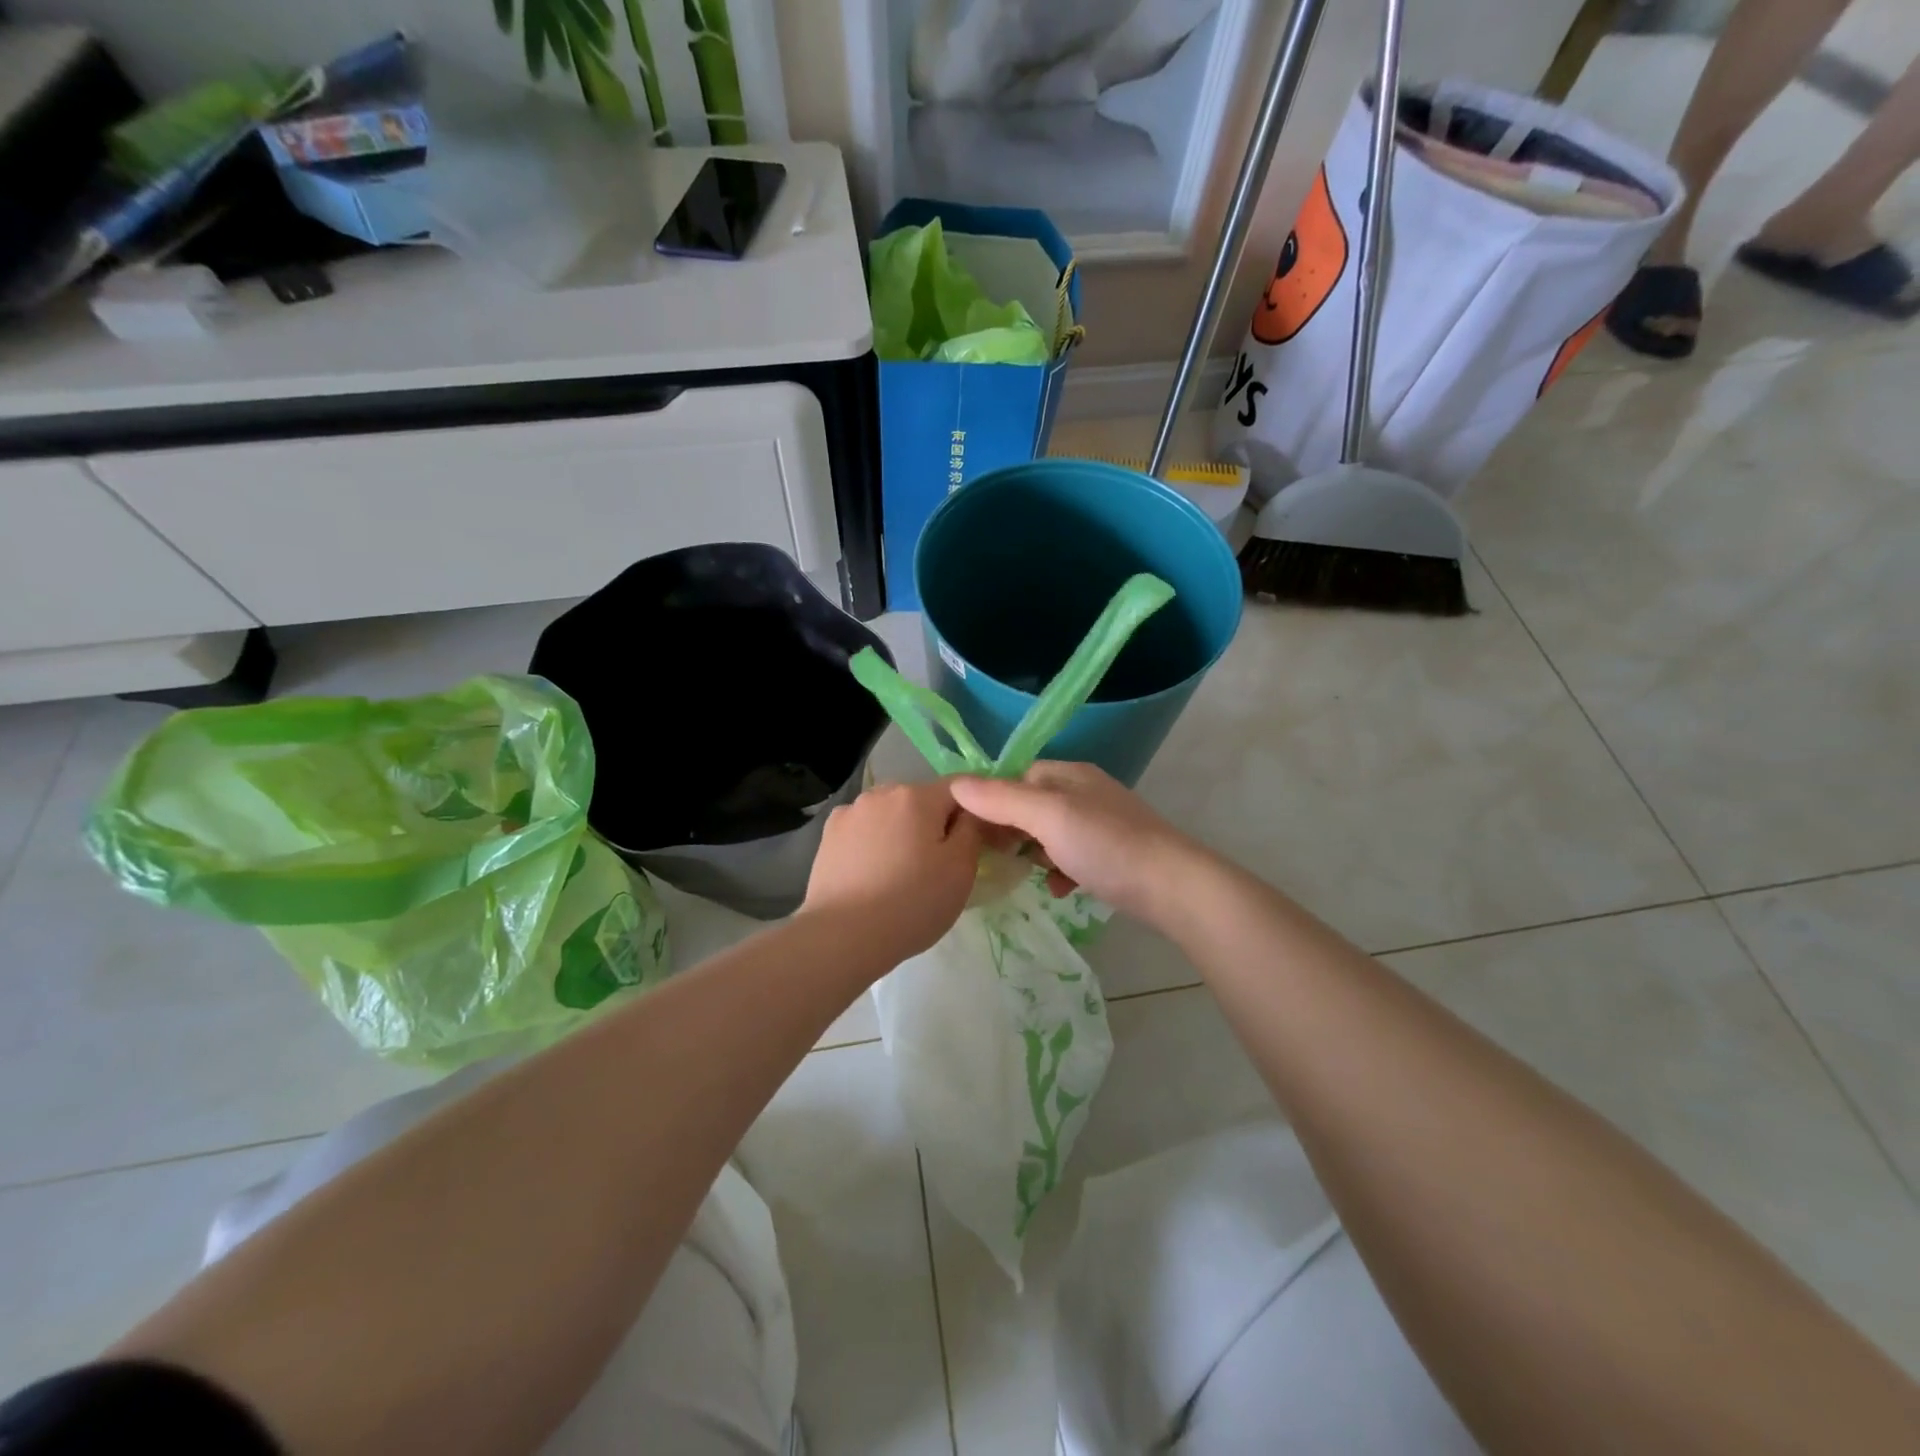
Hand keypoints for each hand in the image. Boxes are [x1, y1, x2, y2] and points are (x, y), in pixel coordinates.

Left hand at [801, 780, 983, 965]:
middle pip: (921, 801)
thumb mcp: (961, 869)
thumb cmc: (912, 902)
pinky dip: (873, 843)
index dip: (975, 811)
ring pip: (890, 815)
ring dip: (902, 832)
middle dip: (934, 823)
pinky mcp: (828, 835)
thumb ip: (973, 829)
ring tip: (901, 872)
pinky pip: (863, 831)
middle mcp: (881, 792)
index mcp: (917, 795)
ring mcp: (850, 812)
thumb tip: (972, 811)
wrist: (843, 936)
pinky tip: (872, 874)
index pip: (959, 788)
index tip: (981, 841)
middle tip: (939, 865)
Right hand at [949, 762, 1202, 923]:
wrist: (1173, 887)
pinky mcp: (1114, 854)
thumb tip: (954, 783)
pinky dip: (1062, 870)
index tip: (974, 831)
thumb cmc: (1106, 845)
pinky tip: (1061, 889)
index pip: (1017, 776)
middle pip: (1032, 804)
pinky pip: (1074, 856)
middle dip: (1012, 830)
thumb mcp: (1048, 817)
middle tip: (996, 857)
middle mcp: (1086, 792)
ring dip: (1035, 853)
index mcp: (1070, 774)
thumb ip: (1001, 799)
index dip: (993, 800)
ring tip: (1027, 874)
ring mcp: (1102, 823)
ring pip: (1052, 833)